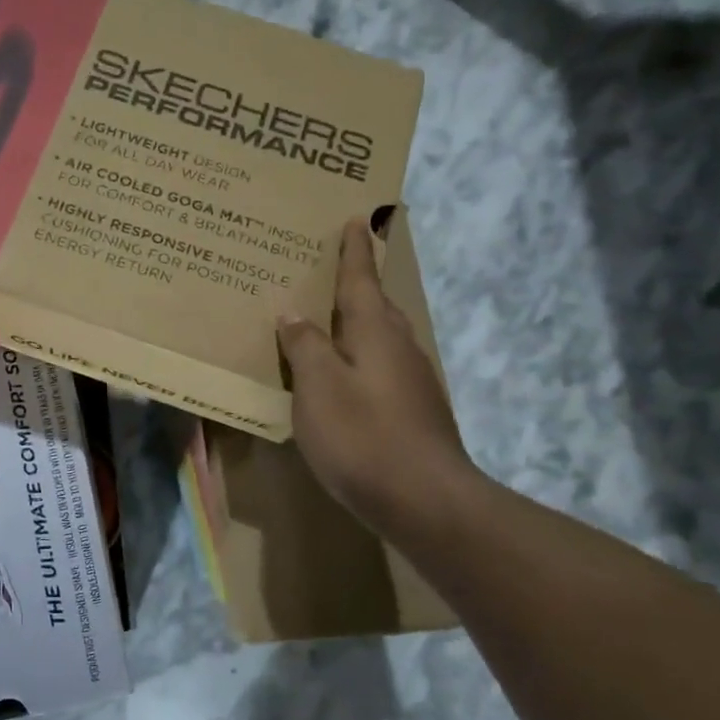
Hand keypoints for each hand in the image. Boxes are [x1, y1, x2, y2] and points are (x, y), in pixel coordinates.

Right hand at [277, 219, 477, 538]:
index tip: (355, 219)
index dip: (355, 250)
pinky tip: (344, 378)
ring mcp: (413, 381)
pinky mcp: (415, 411)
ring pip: (382, 338)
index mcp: (376, 331)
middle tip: (328, 271)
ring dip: (358, 325)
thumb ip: (305, 346)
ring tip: (327, 323)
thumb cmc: (363, 436)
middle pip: (376, 305)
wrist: (426, 501)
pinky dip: (360, 359)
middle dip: (356, 285)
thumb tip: (294, 314)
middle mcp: (400, 347)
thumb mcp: (318, 387)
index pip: (362, 278)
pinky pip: (382, 368)